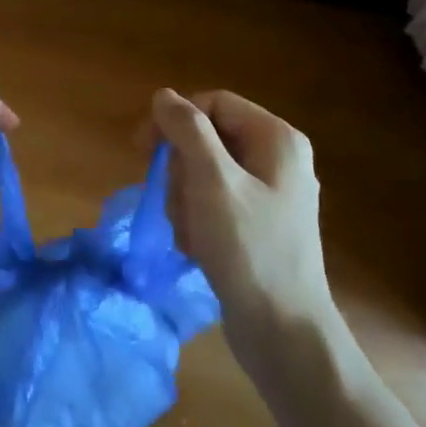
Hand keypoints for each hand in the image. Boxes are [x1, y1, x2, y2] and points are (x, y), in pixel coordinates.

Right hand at [150, 89, 339, 341]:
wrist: (283, 331)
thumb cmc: (248, 249)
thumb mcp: (212, 182)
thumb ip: (187, 130)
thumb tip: (164, 95)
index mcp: (276, 139)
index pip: (213, 103)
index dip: (174, 120)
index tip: (141, 149)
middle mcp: (277, 159)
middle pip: (207, 140)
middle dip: (181, 172)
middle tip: (178, 204)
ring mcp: (269, 195)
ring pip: (204, 174)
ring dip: (184, 201)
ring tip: (191, 234)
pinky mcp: (257, 226)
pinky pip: (213, 204)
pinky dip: (197, 222)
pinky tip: (198, 249)